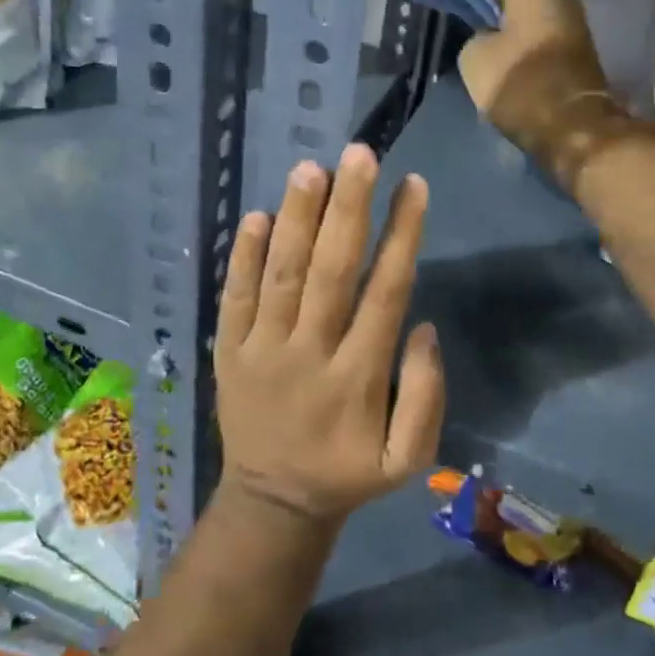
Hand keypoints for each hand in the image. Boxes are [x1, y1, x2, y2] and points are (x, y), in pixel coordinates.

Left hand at [214, 144, 444, 526]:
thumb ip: (425, 396)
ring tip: (310, 169)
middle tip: (359, 153)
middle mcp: (309, 353)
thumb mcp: (407, 458)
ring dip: (296, 219)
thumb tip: (424, 327)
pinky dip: (242, 256)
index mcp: (358, 377)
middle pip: (331, 271)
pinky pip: (234, 298)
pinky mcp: (228, 351)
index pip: (385, 292)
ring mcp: (262, 350)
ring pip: (281, 275)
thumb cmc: (347, 471)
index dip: (401, 235)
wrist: (272, 502)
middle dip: (348, 208)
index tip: (413, 184)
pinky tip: (256, 215)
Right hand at [449, 0, 630, 187]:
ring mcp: (566, 22)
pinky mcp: (568, 50)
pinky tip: (485, 35)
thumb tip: (486, 37)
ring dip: (490, 12)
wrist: (572, 130)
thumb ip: (473, 36)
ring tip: (459, 10)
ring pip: (516, 10)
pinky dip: (506, 31)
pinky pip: (527, 30)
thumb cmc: (521, 85)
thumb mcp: (475, 57)